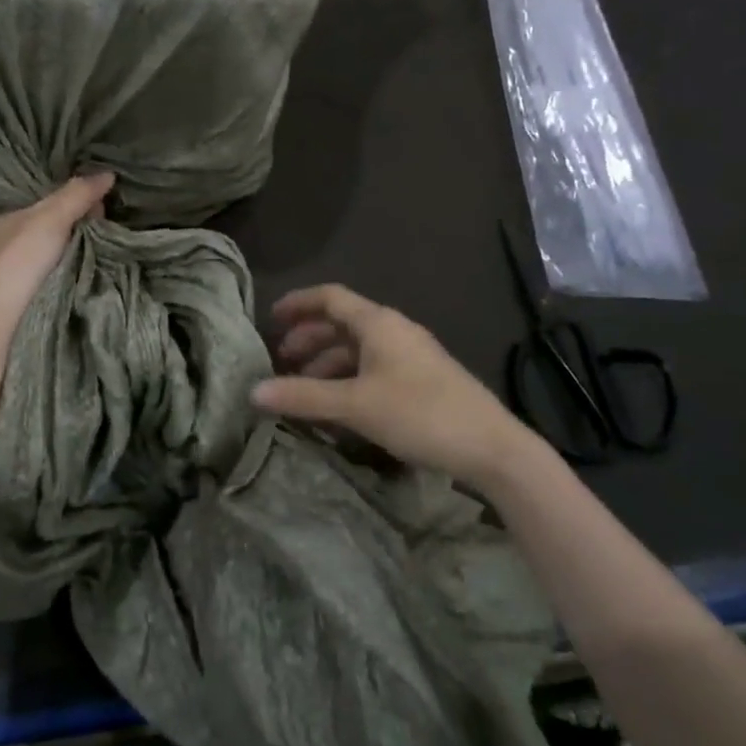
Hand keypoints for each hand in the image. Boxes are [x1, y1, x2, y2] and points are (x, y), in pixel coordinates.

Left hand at [0, 174, 114, 333]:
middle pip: (56, 217)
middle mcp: (12, 236)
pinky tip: (98, 256)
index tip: (98, 192)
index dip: (71, 190)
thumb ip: (78, 194)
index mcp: (7, 215)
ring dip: (83, 239)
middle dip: (81, 215)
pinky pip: (64, 263)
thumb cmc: (22, 260)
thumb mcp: (51, 218)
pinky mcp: (35, 287)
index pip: (44, 193)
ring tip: (109, 234)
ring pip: (61, 242)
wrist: (6, 319)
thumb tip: (109, 173)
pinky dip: (80, 259)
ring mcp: (23, 264)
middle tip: (106, 215)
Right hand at [252, 284, 537, 481]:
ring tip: (303, 390)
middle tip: (281, 361)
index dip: (298, 304)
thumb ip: (303, 396)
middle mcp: (394, 331)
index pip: (330, 297)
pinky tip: (338, 408)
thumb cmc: (420, 413)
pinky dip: (347, 381)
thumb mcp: (355, 405)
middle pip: (341, 324)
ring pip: (357, 350)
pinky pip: (373, 370)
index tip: (270, 318)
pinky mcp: (421, 381)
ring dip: (326, 364)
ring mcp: (411, 356)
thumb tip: (252, 391)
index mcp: (378, 323)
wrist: (492, 448)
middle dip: (308, 339)